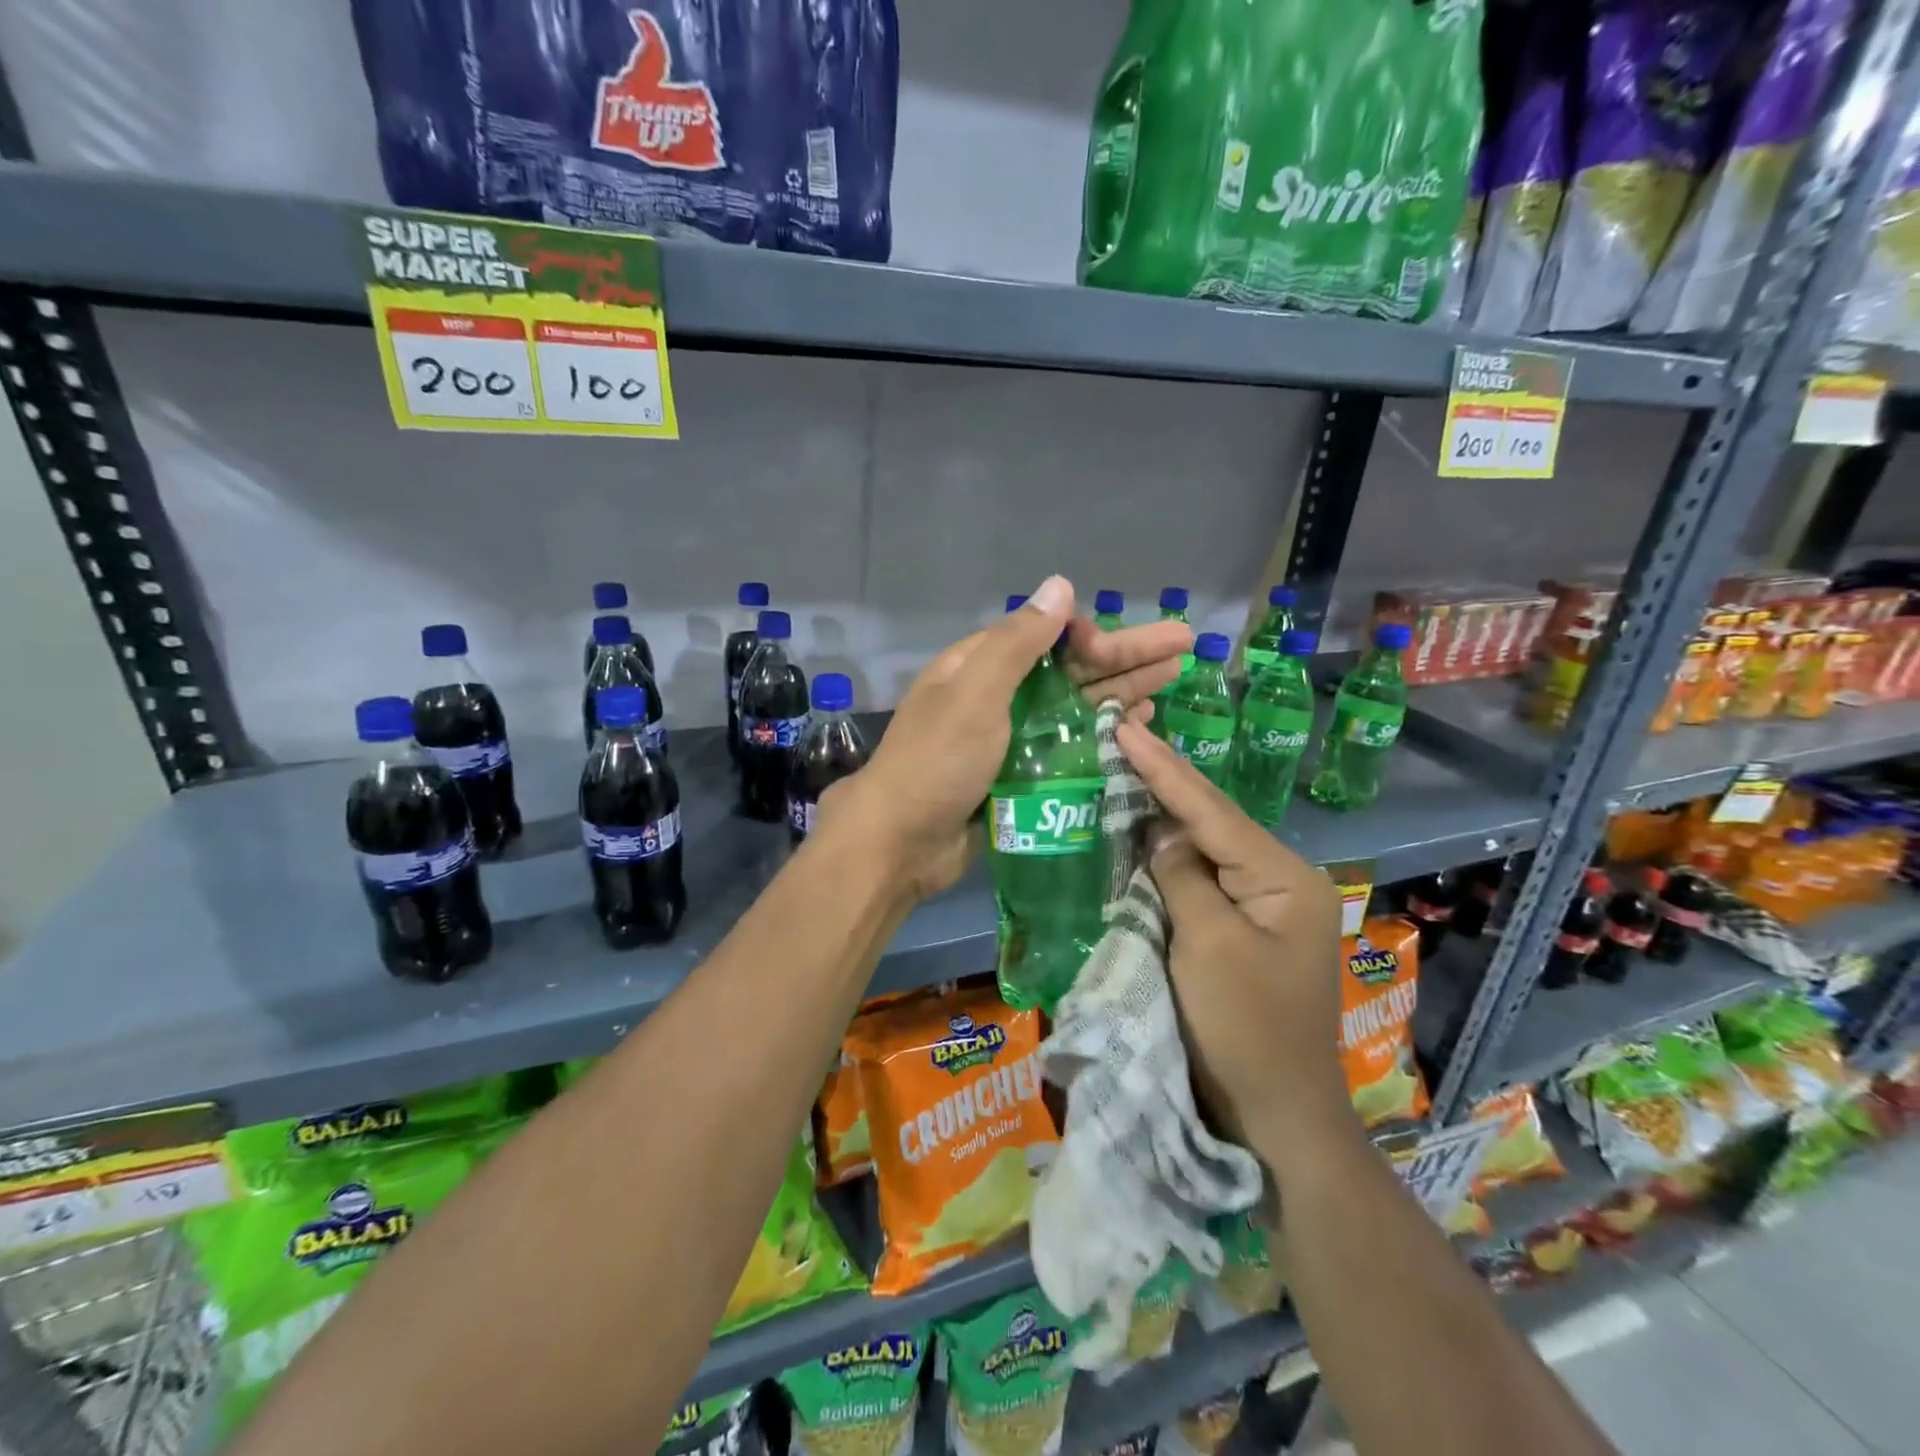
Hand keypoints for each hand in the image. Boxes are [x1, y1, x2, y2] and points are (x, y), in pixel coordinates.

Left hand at [824, 575, 1190, 900]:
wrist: (901, 842)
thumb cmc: (937, 762)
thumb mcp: (975, 694)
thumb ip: (1018, 643)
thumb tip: (1060, 585)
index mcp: (979, 666)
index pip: (1045, 635)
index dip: (1088, 635)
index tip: (1117, 648)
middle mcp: (996, 696)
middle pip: (1070, 668)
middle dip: (1125, 656)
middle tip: (1185, 646)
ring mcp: (1008, 738)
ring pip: (1074, 706)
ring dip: (1120, 692)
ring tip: (1170, 684)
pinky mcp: (1019, 775)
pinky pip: (1068, 745)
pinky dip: (1101, 734)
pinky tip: (1135, 728)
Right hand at [1114, 719, 1361, 1169]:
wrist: (1275, 1114)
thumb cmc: (1245, 1029)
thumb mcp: (1208, 945)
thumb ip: (1183, 877)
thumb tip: (1161, 837)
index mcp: (1284, 878)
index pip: (1212, 811)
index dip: (1163, 768)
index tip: (1126, 728)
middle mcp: (1279, 882)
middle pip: (1212, 821)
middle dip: (1165, 781)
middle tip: (1123, 737)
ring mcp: (1262, 907)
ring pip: (1205, 848)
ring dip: (1164, 816)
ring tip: (1127, 768)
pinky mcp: (1241, 931)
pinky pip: (1201, 880)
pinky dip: (1169, 858)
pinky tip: (1144, 832)